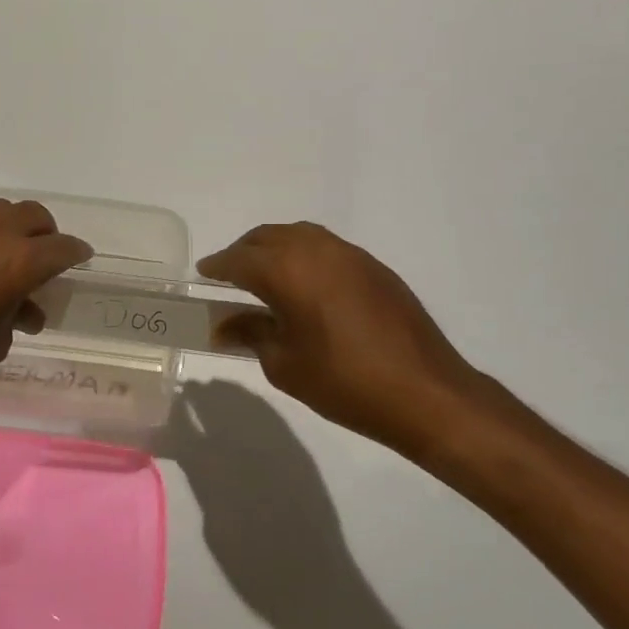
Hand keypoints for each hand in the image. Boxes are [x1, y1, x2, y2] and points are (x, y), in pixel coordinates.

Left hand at [0, 198, 92, 421]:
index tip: (81, 258)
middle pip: (32, 215)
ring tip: (4, 261)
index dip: (75, 253)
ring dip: (10, 230)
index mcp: (16, 259)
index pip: (60, 248)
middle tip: (44, 259)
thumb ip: (16, 315)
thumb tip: (22, 308)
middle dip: (45, 234)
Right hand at [197, 222, 485, 455]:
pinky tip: (306, 284)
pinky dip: (305, 256)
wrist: (424, 392)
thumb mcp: (284, 364)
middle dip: (244, 251)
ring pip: (300, 236)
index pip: (239, 259)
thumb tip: (224, 325)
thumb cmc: (343, 382)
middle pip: (268, 237)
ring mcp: (350, 254)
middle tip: (229, 274)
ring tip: (265, 275)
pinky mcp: (374, 267)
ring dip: (275, 248)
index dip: (217, 266)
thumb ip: (251, 334)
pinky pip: (327, 248)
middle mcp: (316, 250)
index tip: (203, 273)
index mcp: (287, 270)